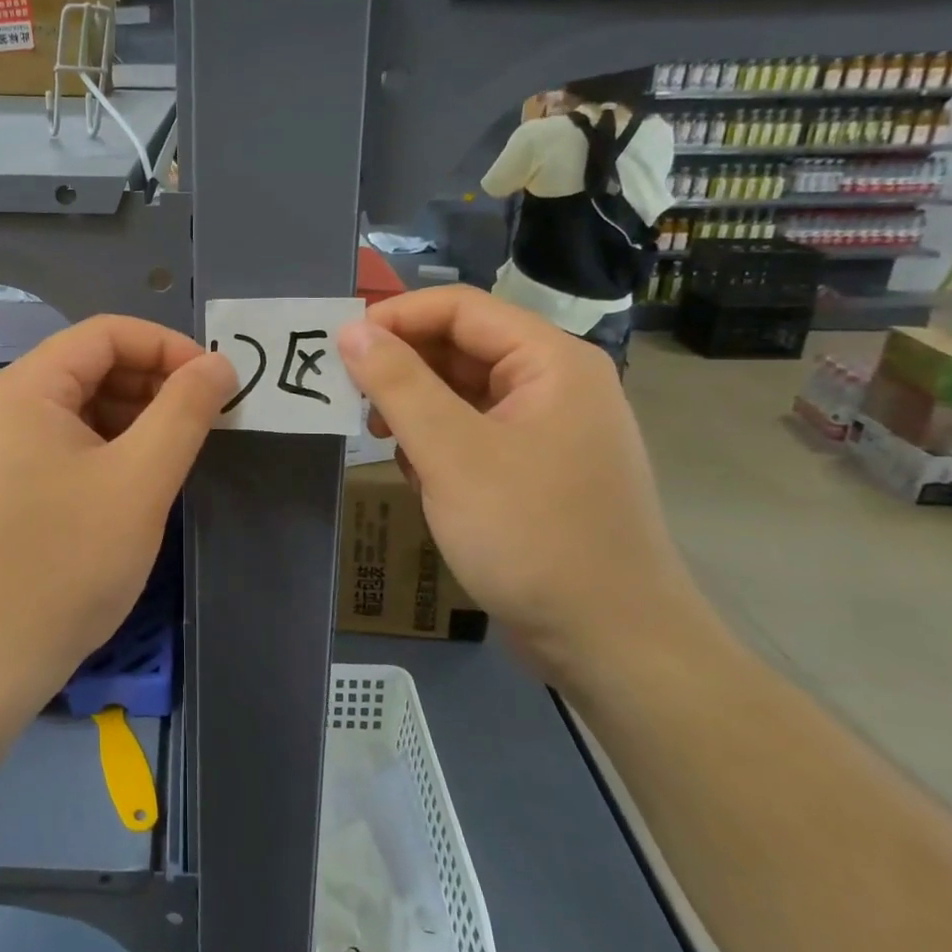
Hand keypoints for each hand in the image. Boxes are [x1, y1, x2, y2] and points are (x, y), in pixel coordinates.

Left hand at [0, 316, 235, 714]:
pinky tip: (138, 481)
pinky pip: (65, 443)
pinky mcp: (4, 484)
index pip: (107, 333)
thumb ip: (185, 411)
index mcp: (26, 388)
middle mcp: (4, 405)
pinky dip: (109, 448)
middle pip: (92, 366)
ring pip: (81, 408)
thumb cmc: (66, 563)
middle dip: (154, 384)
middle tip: (206, 421)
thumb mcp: (140, 481)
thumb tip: (220, 363)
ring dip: (135, 418)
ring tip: (179, 453)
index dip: (168, 347)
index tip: (217, 383)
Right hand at [338, 286, 705, 693]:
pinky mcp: (536, 469)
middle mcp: (554, 383)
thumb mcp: (452, 453)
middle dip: (402, 367)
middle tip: (349, 396)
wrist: (611, 644)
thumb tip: (351, 330)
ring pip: (463, 392)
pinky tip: (415, 473)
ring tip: (377, 437)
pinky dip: (437, 442)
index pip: (460, 308)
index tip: (340, 346)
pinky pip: (474, 431)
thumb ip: (397, 384)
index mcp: (550, 361)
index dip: (395, 317)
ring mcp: (548, 428)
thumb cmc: (532, 536)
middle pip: (462, 346)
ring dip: (415, 407)